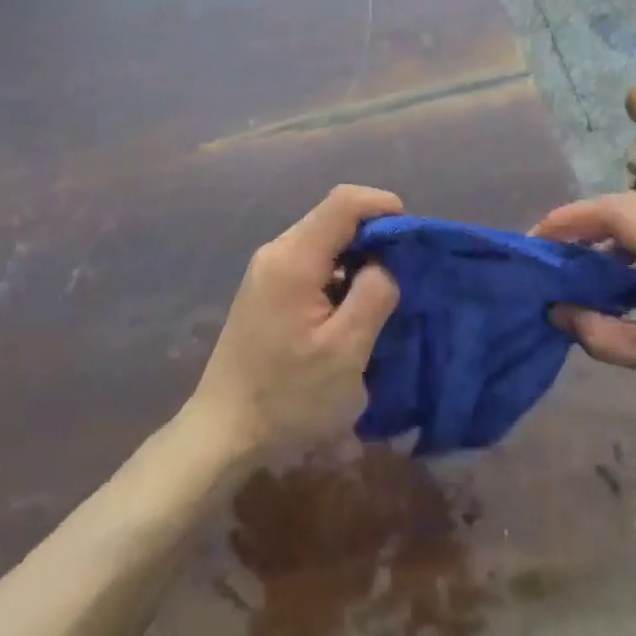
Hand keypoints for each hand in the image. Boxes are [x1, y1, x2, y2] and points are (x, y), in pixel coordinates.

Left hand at [186, 185, 403, 459]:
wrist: (223, 434)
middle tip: (405, 272)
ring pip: (323, 243)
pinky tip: (351, 310)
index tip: (412, 238)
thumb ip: (374, 295)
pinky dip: (339, 275)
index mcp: (293, 258)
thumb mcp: (346, 351)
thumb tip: (385, 264)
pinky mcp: (265, 292)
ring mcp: (266, 272)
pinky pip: (311, 265)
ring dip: (358, 259)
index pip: (344, 202)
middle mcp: (276, 252)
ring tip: (384, 295)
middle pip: (333, 219)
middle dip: (374, 236)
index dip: (383, 206)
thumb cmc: (288, 397)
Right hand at [536, 193, 635, 465]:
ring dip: (615, 235)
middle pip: (633, 207)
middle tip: (553, 252)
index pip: (616, 212)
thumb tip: (556, 311)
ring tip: (584, 267)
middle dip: (587, 223)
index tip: (536, 241)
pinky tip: (628, 281)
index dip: (570, 220)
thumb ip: (600, 332)